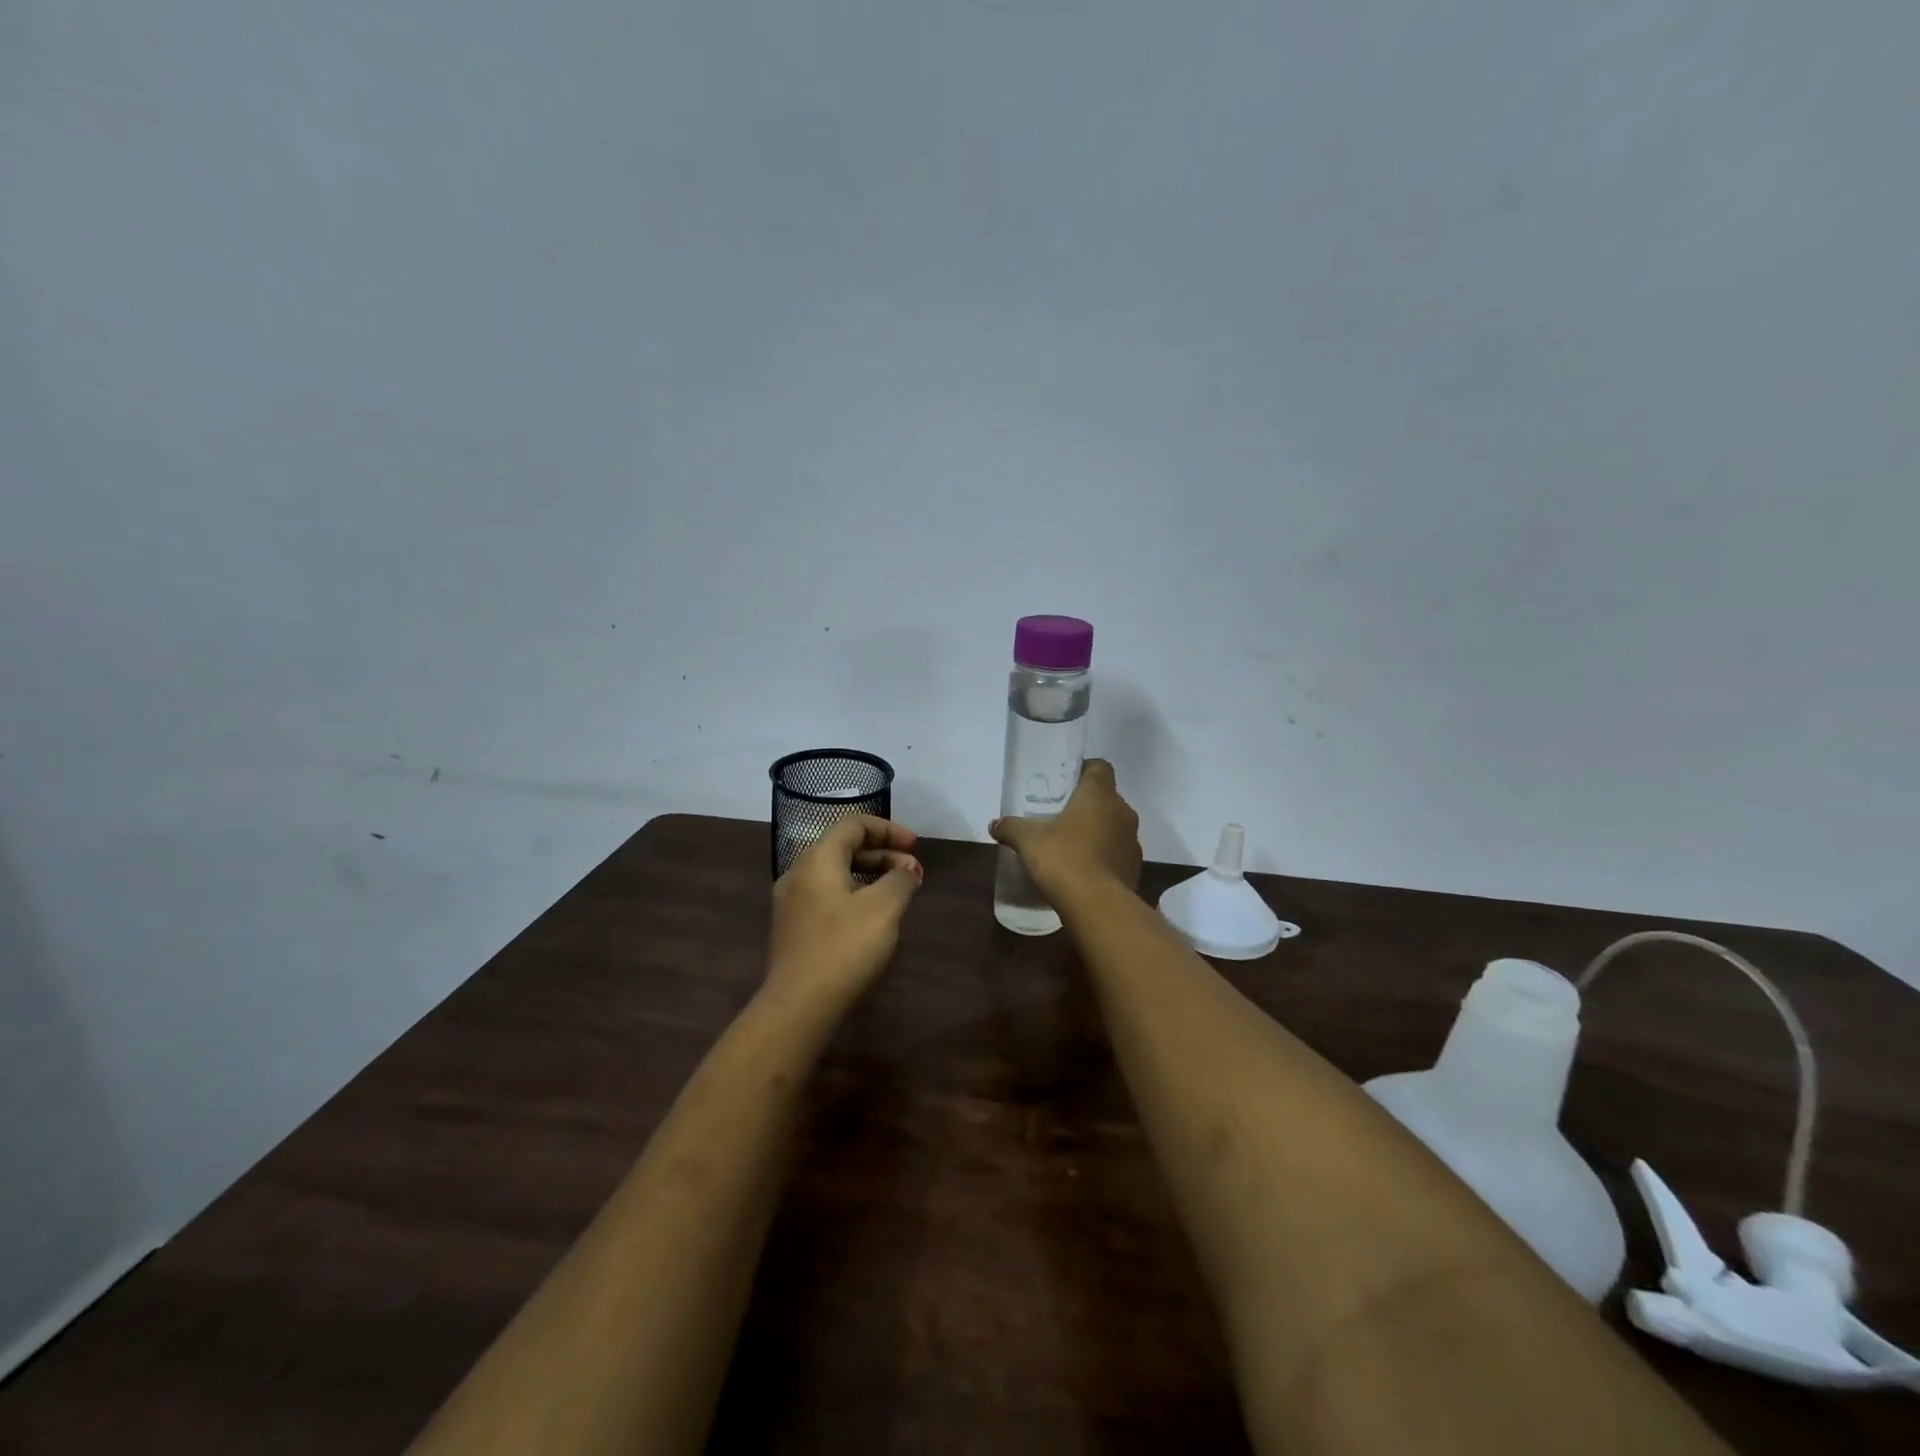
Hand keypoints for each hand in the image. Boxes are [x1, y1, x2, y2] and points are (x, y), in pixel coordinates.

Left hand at [765, 815, 922, 1013]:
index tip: (916, 846)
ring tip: (899, 894)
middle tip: (913, 872)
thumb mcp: (883, 908)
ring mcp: (792, 902)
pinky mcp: (794, 929)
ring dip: (870, 876)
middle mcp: (799, 873)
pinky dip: (854, 894)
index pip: (853, 824)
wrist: (799, 1005)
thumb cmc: (844, 947)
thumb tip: (907, 869)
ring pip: (836, 874)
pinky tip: (873, 918)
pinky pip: (828, 896)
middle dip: (883, 854)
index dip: (888, 829)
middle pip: (844, 847)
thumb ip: (900, 880)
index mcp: (817, 859)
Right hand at [989, 758, 1141, 899]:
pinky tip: (1082, 869)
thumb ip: (1011, 827)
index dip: (1084, 769)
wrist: (1098, 906)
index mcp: (1100, 795)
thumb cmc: (1064, 859)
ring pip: (1114, 826)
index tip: (1065, 781)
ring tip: (1070, 844)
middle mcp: (1122, 812)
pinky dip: (1103, 856)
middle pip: (1106, 798)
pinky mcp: (1134, 868)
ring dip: (1097, 831)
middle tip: (1060, 814)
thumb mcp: (1028, 841)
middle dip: (1086, 804)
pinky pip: (1117, 853)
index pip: (1099, 767)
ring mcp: (1132, 842)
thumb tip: (995, 824)